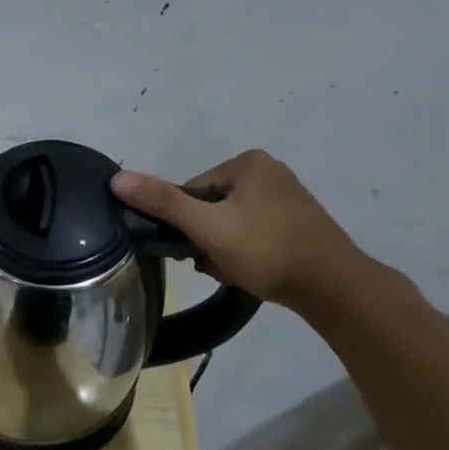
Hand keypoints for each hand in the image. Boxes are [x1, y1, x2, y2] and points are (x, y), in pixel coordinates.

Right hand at [111, 149, 368, 308]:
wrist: (332, 286)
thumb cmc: (265, 250)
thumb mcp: (207, 226)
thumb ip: (162, 202)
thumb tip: (116, 178)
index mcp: (247, 162)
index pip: (191, 191)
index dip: (185, 223)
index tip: (194, 248)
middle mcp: (268, 171)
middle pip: (209, 207)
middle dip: (204, 238)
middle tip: (212, 262)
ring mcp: (285, 197)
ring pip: (229, 223)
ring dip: (220, 249)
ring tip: (231, 270)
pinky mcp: (296, 222)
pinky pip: (251, 233)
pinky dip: (243, 252)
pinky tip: (247, 271)